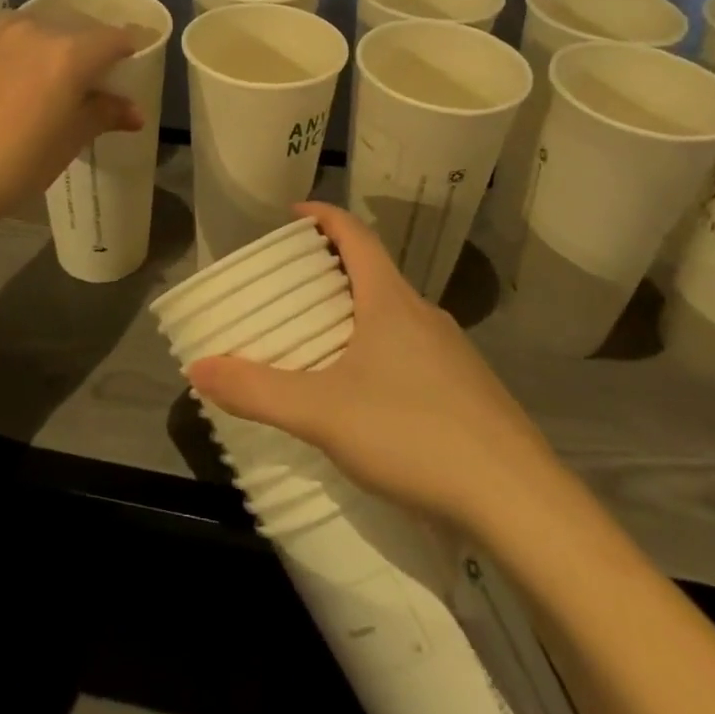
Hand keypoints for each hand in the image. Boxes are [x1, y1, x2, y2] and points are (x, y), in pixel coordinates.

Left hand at [0, 8, 143, 239]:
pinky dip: (30, 43)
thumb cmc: (15, 164)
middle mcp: (37, 28)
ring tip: (59, 73)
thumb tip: (134, 112)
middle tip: (99, 75)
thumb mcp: (69, 141)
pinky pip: (14, 30)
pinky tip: (23, 73)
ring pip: (45, 23)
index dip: (131, 48)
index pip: (114, 37)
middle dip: (96, 44)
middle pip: (80, 24)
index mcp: (70, 52)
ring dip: (61, 40)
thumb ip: (104, 114)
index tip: (136, 63)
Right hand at [187, 203, 555, 532]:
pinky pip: (415, 352)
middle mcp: (424, 315)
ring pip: (397, 316)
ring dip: (359, 314)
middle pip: (375, 273)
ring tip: (323, 342)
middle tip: (293, 288)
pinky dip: (383, 352)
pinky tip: (371, 397)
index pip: (356, 235)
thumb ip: (257, 390)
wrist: (518, 499)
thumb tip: (197, 368)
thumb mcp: (322, 413)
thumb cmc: (413, 435)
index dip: (324, 216)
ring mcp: (453, 353)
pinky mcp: (469, 391)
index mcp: (390, 301)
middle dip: (333, 271)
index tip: (294, 214)